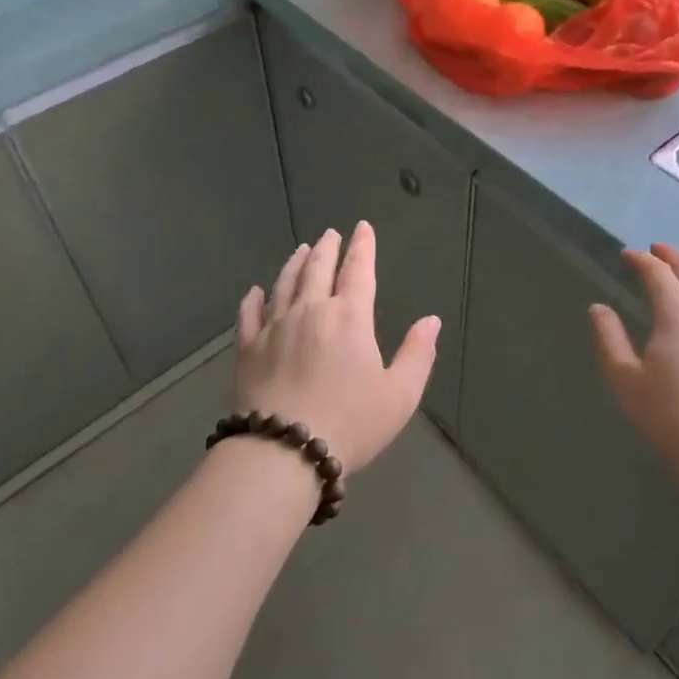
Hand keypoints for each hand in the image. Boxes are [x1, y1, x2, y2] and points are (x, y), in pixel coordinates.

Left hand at [234, 221, 440, 475]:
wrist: (283, 450)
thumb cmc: (350, 423)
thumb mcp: (399, 395)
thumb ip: (418, 354)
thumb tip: (431, 320)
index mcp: (349, 317)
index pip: (358, 271)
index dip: (362, 247)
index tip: (362, 228)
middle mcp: (310, 311)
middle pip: (318, 269)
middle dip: (327, 248)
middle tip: (330, 233)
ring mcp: (274, 327)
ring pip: (284, 284)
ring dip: (294, 264)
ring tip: (301, 250)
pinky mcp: (247, 348)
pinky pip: (249, 314)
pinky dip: (253, 299)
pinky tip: (255, 291)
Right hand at [589, 244, 678, 492]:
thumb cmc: (668, 418)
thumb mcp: (625, 379)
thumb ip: (609, 338)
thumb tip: (599, 308)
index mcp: (678, 317)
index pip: (659, 275)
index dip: (642, 261)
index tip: (627, 255)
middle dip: (674, 258)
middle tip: (658, 249)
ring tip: (678, 277)